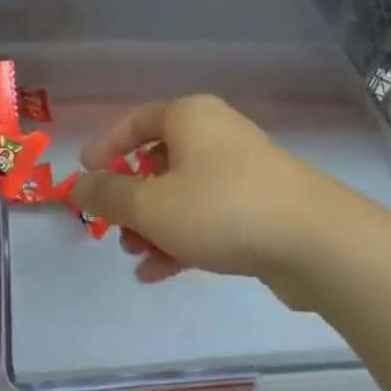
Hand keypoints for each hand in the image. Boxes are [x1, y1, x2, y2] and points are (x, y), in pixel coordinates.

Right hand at [70, 95, 379, 306]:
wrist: (316, 243)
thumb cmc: (221, 209)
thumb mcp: (150, 205)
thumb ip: (107, 196)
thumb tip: (75, 187)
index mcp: (190, 118)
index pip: (137, 121)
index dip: (107, 146)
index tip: (85, 173)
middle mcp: (216, 136)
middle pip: (158, 162)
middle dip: (131, 200)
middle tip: (114, 227)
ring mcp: (241, 173)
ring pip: (182, 195)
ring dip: (153, 226)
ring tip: (137, 256)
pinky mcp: (258, 207)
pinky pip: (207, 218)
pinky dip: (182, 239)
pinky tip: (160, 273)